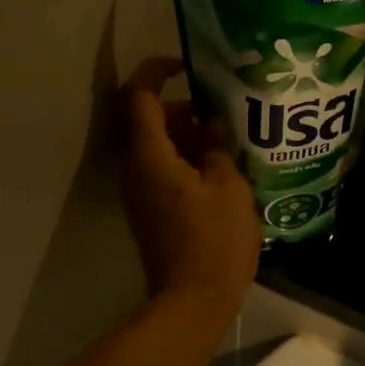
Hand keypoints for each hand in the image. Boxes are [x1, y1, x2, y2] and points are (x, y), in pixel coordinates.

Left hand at [118, 59, 261, 310]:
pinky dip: (185, 159)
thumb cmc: (215, 241)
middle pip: (148, 120)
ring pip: (157, 146)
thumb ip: (218, 147)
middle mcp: (135, 169)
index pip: (140, 96)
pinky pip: (161, 169)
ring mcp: (140, 191)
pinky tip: (220, 169)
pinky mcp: (150, 209)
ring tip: (228, 141)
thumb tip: (211, 126)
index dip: (158, 71)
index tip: (187, 65)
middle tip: (222, 112)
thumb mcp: (229, 187)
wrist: (192, 300)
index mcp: (150, 156)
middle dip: (182, 108)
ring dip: (187, 135)